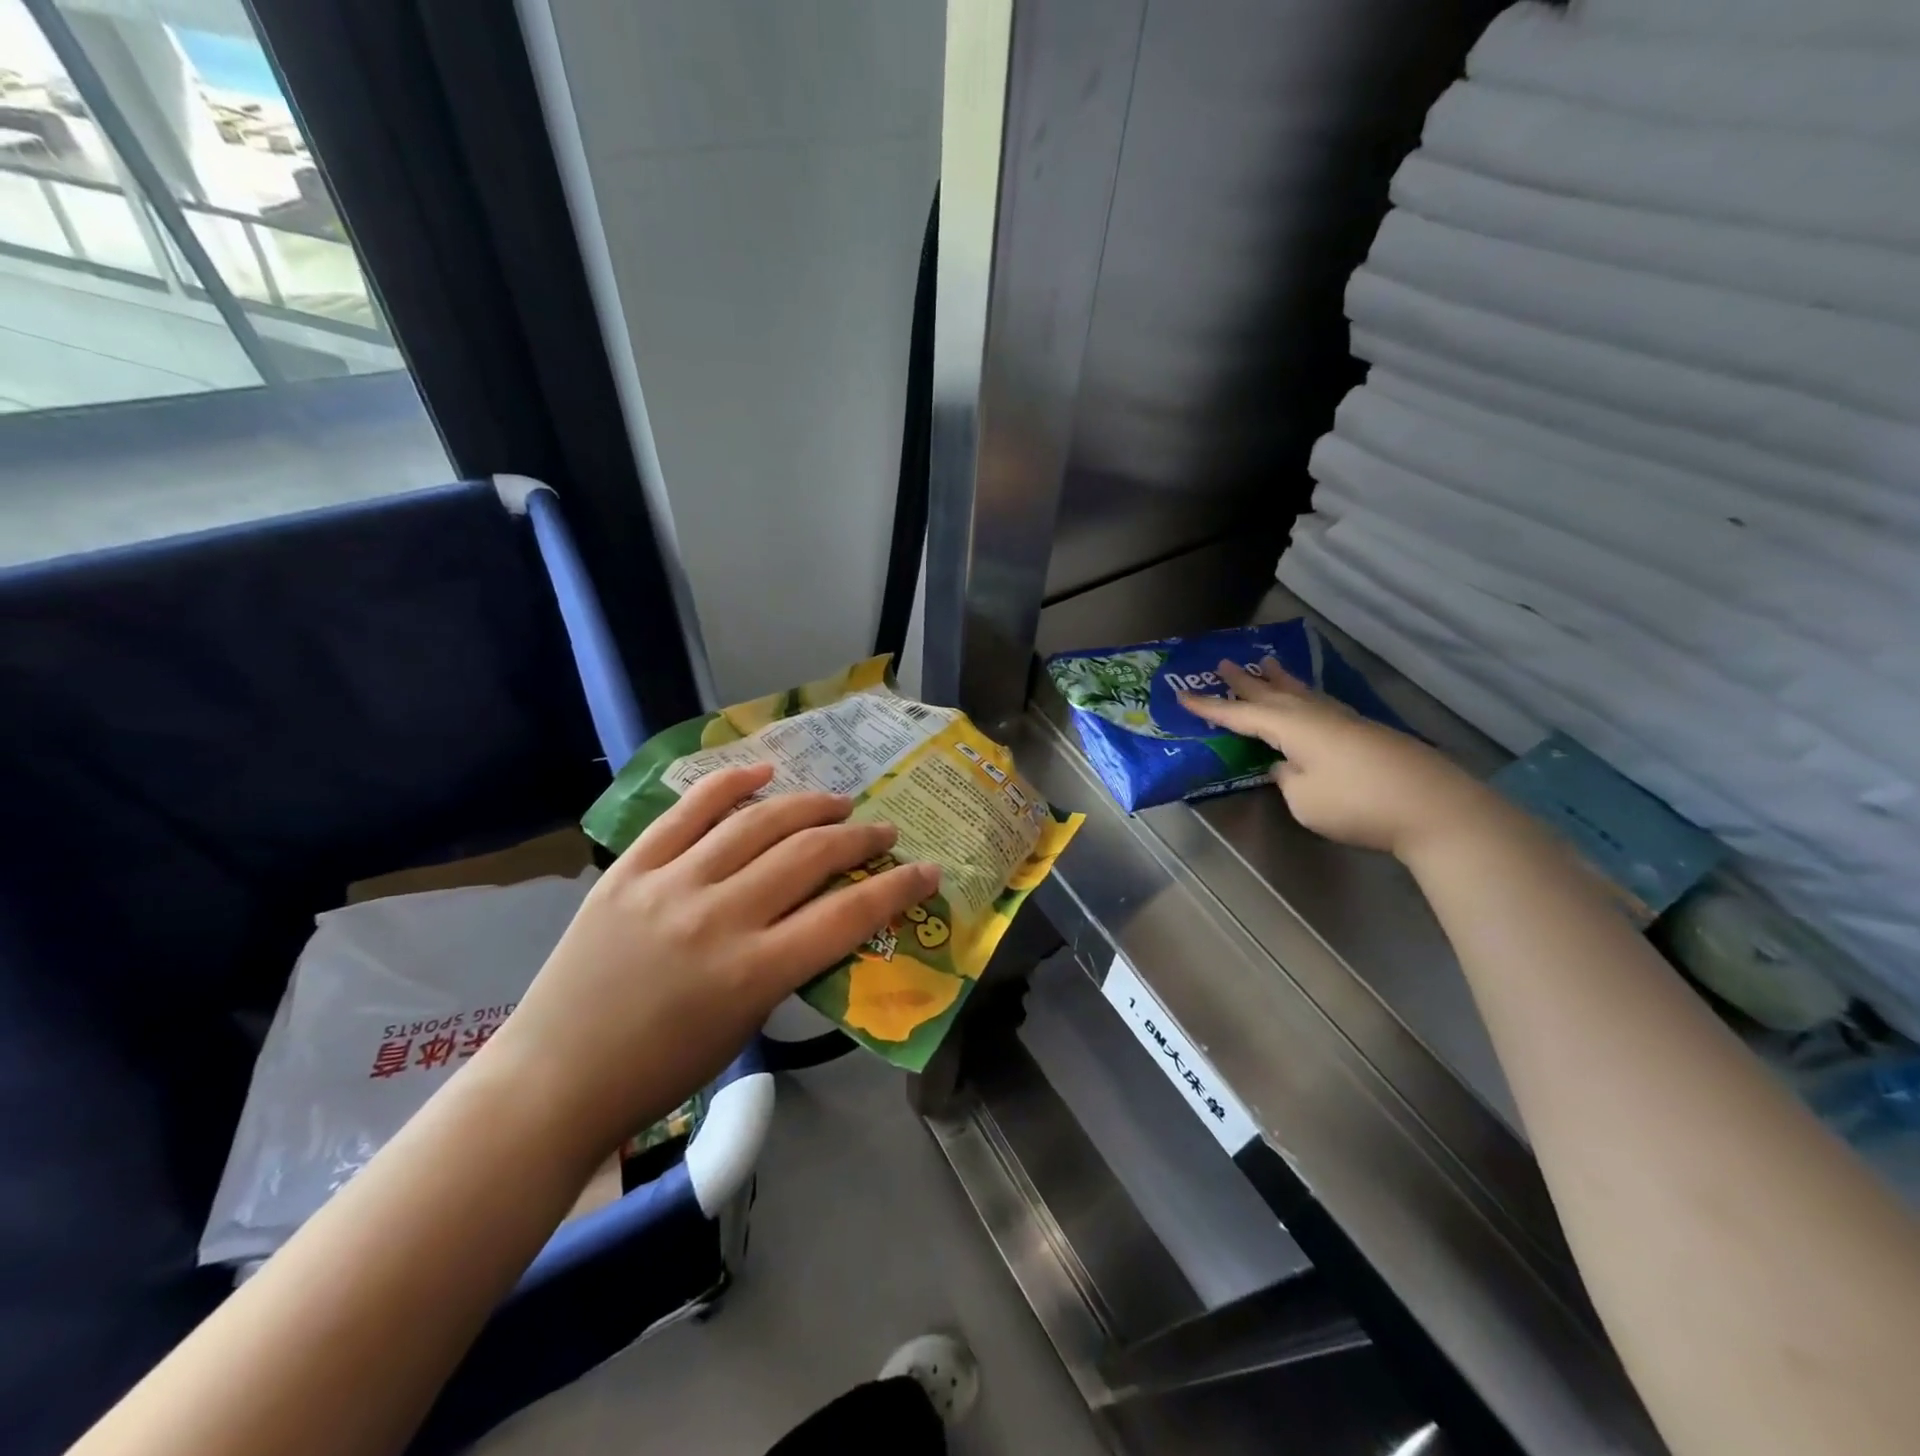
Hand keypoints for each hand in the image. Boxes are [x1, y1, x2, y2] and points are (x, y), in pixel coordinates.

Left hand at [482, 763, 939, 1149]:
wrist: (555, 1079)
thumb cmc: (662, 1070)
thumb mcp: (747, 1024)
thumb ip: (791, 964)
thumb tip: (828, 914)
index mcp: (753, 973)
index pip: (847, 915)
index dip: (897, 887)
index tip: (926, 870)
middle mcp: (717, 918)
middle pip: (808, 855)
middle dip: (857, 838)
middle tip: (880, 831)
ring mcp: (669, 885)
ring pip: (756, 822)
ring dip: (807, 805)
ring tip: (836, 802)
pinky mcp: (629, 868)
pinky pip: (686, 811)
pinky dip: (729, 784)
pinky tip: (763, 771)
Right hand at [1178, 657, 1497, 859]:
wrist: (1434, 808)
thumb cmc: (1357, 804)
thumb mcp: (1304, 799)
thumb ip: (1286, 778)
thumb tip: (1285, 765)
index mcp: (1291, 727)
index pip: (1240, 715)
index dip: (1210, 708)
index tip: (1182, 696)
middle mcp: (1315, 715)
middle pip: (1272, 693)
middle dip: (1244, 681)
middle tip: (1222, 663)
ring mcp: (1344, 721)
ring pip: (1301, 693)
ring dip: (1279, 680)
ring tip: (1266, 664)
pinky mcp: (1365, 732)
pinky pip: (1321, 704)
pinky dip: (1303, 696)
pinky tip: (1308, 701)